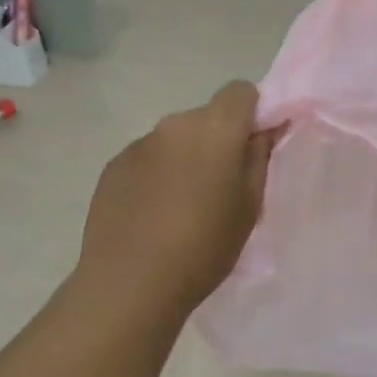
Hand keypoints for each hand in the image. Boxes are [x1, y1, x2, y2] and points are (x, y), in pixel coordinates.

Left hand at [75, 80, 278, 319]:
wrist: (130, 284)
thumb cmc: (204, 248)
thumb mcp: (249, 208)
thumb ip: (258, 159)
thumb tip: (263, 131)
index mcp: (214, 129)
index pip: (240, 92)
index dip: (252, 114)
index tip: (253, 148)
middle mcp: (174, 125)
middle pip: (206, 117)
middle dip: (217, 141)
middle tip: (220, 187)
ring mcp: (139, 144)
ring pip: (175, 139)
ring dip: (185, 158)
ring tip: (182, 207)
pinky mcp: (113, 166)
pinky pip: (147, 158)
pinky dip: (156, 175)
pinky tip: (152, 215)